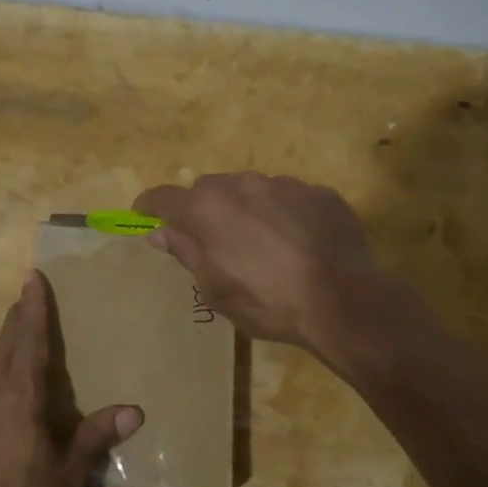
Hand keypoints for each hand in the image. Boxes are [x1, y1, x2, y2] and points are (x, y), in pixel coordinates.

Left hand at [0, 273, 142, 486]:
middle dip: (18, 318)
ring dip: (8, 341)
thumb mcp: (68, 473)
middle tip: (27, 293)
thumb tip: (134, 410)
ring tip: (19, 328)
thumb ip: (96, 438)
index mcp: (21, 398)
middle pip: (7, 347)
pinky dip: (4, 367)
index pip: (29, 342)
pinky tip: (10, 382)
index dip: (34, 309)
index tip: (32, 277)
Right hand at [134, 172, 384, 352]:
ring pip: (251, 190)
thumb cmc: (268, 302)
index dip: (149, 206)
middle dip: (203, 209)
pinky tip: (297, 243)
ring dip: (246, 209)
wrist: (345, 300)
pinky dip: (283, 214)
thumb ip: (186, 253)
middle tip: (210, 239)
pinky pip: (289, 198)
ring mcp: (285, 184)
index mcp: (208, 208)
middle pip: (209, 188)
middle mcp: (242, 185)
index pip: (164, 197)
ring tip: (260, 243)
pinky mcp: (320, 193)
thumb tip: (160, 233)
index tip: (142, 215)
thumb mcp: (216, 289)